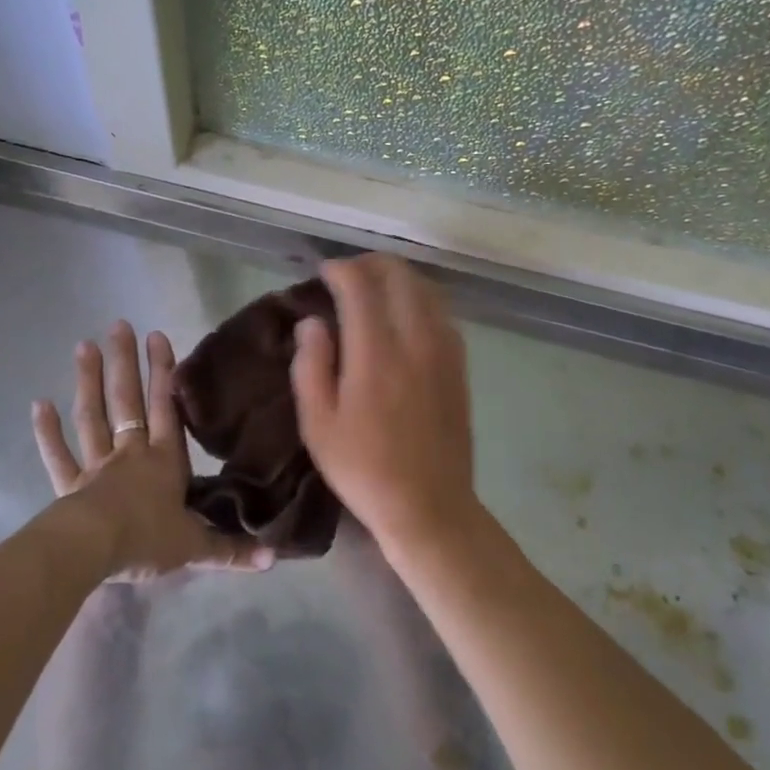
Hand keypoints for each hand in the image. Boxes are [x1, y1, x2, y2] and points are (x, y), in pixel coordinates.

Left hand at [33, 321, 273, 580]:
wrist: (94, 551)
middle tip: (119, 325)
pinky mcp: (69, 485)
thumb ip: (231, 549)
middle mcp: (130, 453)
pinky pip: (58, 454)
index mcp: (163, 461)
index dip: (164, 373)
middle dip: (125, 362)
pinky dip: (47, 431)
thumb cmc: (147, 540)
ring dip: (88, 381)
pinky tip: (38, 403)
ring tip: (84, 345)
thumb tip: (272, 559)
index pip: (167, 408)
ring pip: (92, 417)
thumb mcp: (195, 547)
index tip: (157, 336)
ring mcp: (96, 466)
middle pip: (128, 401)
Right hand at [290, 256, 480, 556]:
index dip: (339, 269)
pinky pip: (441, 310)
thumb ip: (310, 364)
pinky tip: (402, 315)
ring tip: (371, 290)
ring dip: (396, 277)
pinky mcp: (459, 363)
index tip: (322, 274)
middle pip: (398, 274)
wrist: (429, 506)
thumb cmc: (363, 468)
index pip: (360, 285)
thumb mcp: (318, 424)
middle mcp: (415, 340)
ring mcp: (444, 349)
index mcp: (376, 354)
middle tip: (345, 276)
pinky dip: (418, 298)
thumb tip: (313, 322)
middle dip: (369, 264)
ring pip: (425, 287)